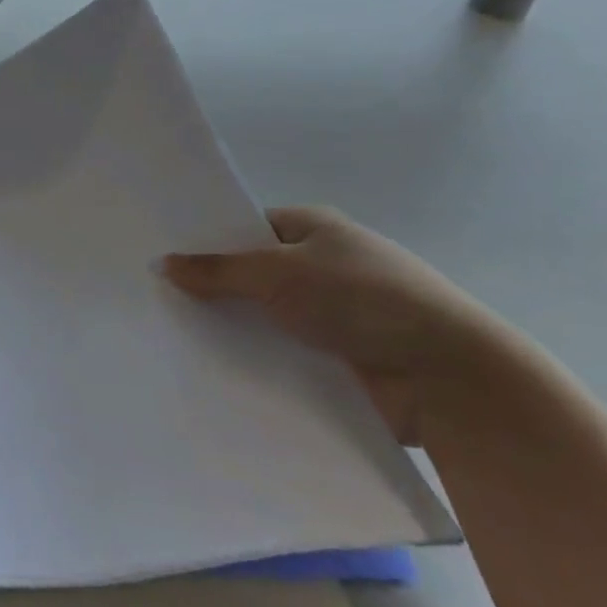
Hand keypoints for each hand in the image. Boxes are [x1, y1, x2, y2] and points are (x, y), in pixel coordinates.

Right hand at [163, 206, 513, 443]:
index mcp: (315, 229)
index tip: (163, 256)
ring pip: (266, 316)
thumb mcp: (277, 273)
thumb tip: (161, 263)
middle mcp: (324, 266)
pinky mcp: (340, 359)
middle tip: (157, 297)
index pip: (247, 227)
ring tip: (172, 334)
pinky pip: (284, 352)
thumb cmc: (362, 300)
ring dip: (234, 326)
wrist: (450, 378)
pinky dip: (257, 358)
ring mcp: (335, 314)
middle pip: (253, 274)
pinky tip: (213, 366)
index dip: (207, 239)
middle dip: (213, 287)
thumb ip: (216, 270)